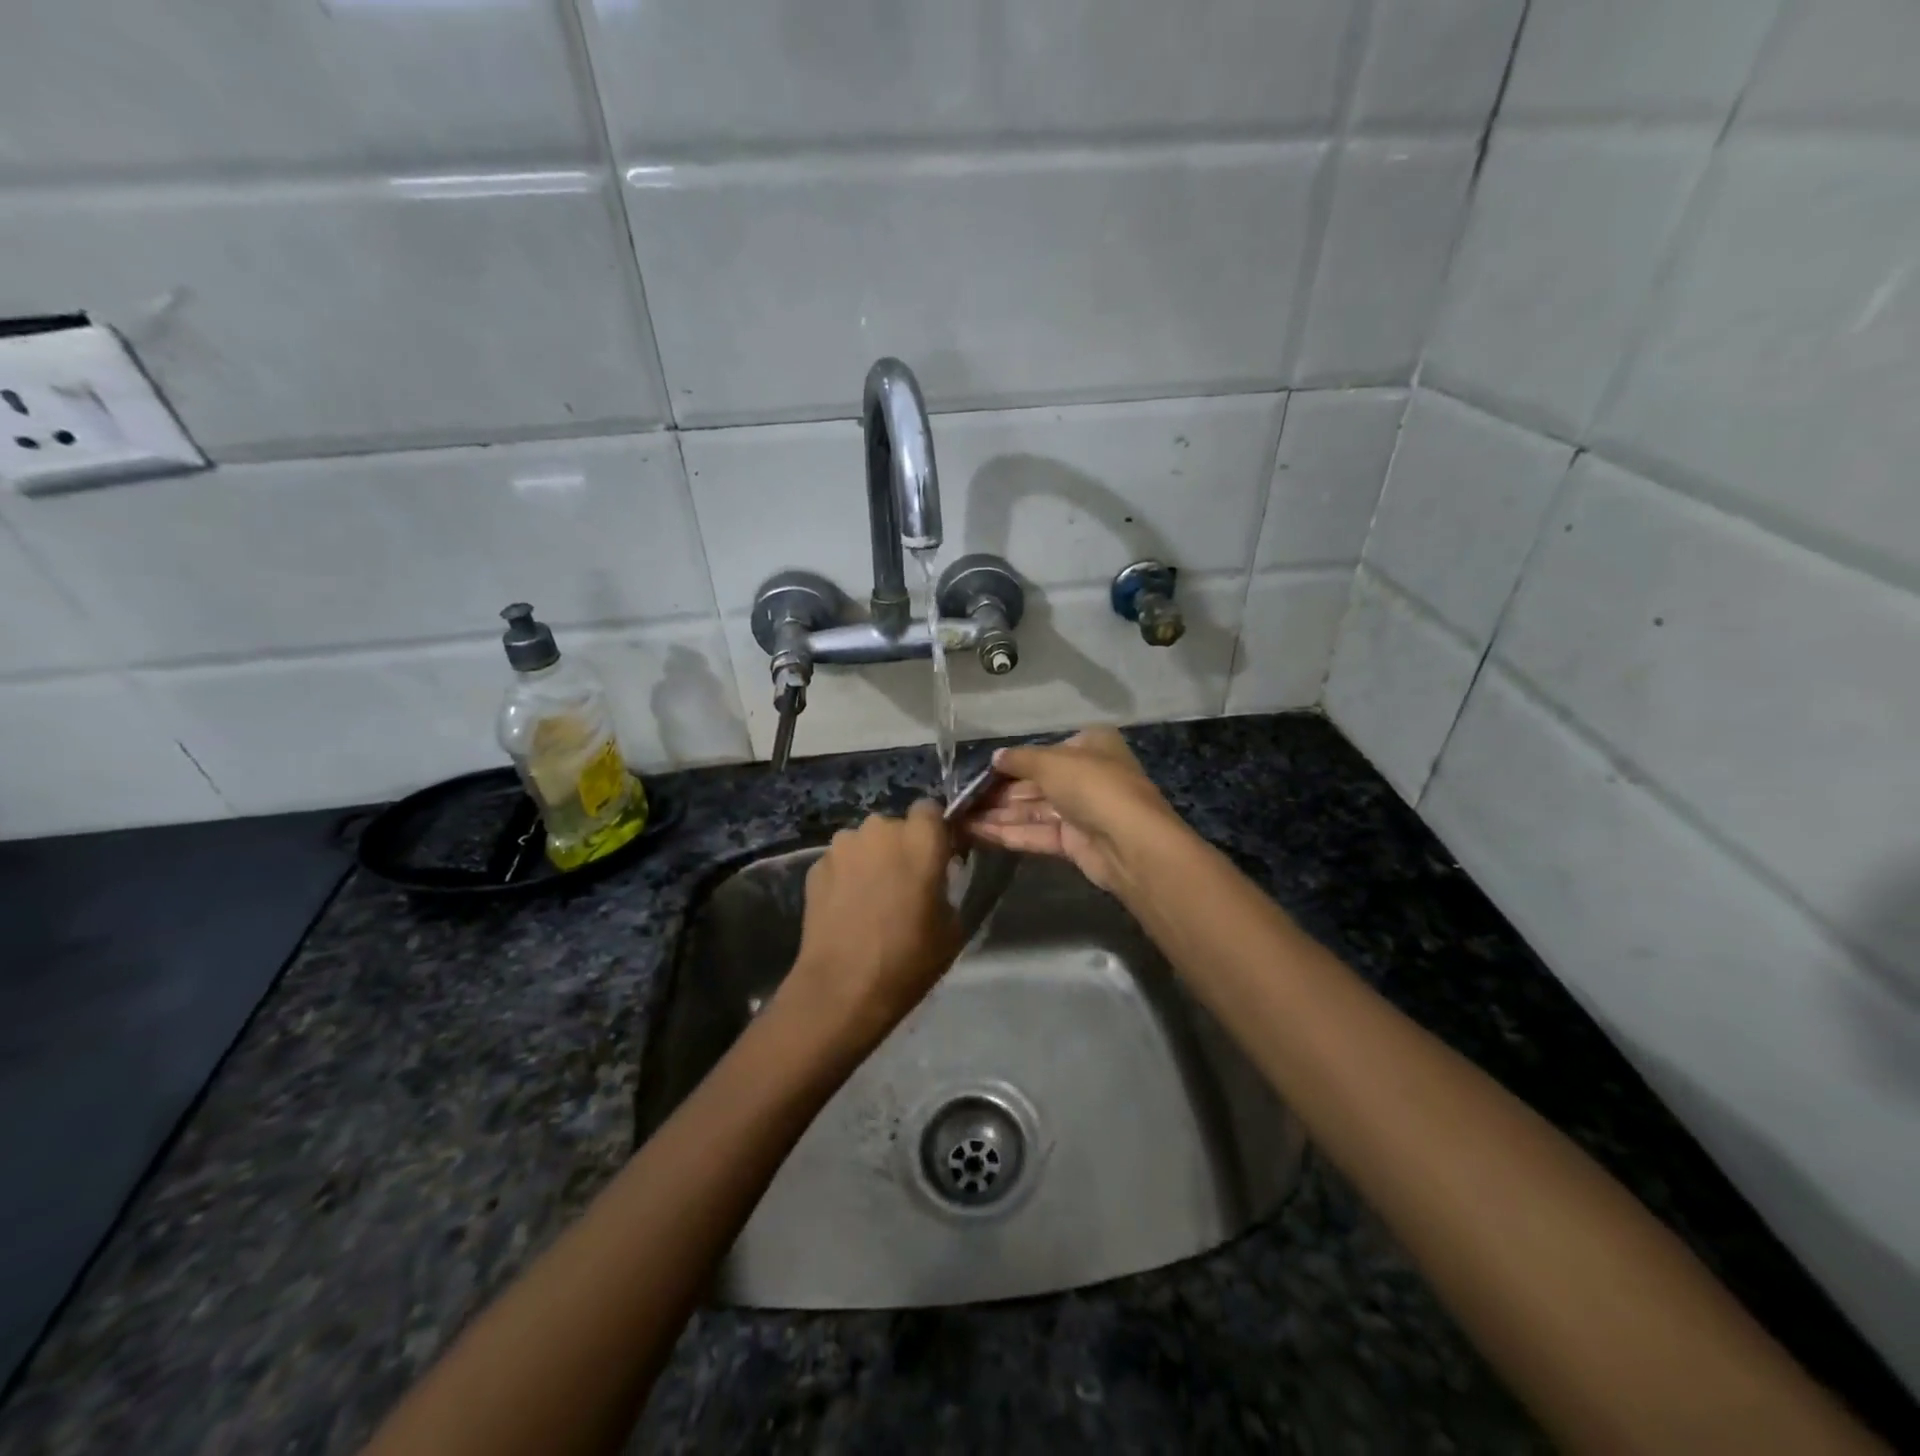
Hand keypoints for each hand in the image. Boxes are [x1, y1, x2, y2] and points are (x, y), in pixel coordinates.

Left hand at [782, 801, 962, 1051]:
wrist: (842, 987)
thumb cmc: (908, 958)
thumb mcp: (952, 927)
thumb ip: (946, 886)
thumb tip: (934, 879)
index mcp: (920, 839)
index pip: (931, 809)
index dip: (934, 831)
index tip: (938, 857)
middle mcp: (880, 829)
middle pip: (895, 826)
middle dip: (901, 846)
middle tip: (904, 884)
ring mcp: (842, 846)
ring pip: (864, 842)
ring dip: (871, 859)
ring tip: (872, 898)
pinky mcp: (815, 866)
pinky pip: (841, 862)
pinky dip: (846, 876)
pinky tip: (847, 909)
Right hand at [966, 728, 1184, 893]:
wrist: (1129, 842)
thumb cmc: (1092, 785)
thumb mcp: (1051, 761)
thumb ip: (1019, 759)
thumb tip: (995, 757)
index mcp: (1090, 746)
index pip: (1045, 752)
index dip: (1012, 762)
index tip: (980, 771)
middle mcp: (1086, 776)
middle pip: (1035, 783)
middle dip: (999, 792)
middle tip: (962, 799)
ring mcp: (1081, 811)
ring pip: (1032, 810)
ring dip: (998, 814)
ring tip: (960, 818)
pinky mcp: (1074, 842)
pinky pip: (1036, 833)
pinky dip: (1008, 832)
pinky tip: (976, 832)